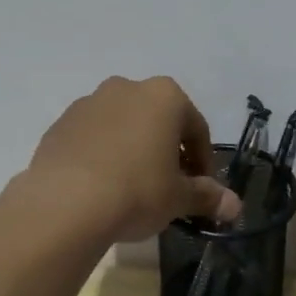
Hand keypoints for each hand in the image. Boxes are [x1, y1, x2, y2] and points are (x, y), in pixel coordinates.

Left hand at [22, 77, 240, 243]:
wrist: (65, 203)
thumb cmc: (137, 191)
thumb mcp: (178, 198)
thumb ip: (207, 196)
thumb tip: (235, 207)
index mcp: (164, 96)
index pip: (196, 128)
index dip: (203, 161)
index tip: (201, 188)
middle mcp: (126, 88)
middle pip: (158, 120)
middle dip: (167, 150)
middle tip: (169, 186)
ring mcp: (88, 103)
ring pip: (123, 126)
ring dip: (133, 149)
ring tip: (132, 188)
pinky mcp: (60, 124)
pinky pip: (92, 138)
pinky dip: (102, 155)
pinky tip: (101, 187)